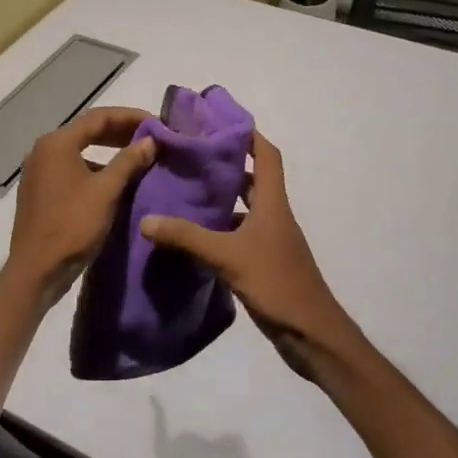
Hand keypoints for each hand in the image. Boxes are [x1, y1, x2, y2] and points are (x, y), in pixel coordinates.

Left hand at [5, 107, 155, 304]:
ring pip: (80, 151)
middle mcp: (43, 151)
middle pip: (88, 131)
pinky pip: (72, 170)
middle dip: (121, 133)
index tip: (157, 123)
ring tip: (138, 158)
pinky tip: (115, 182)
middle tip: (151, 138)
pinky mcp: (40, 192)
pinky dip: (95, 169)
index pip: (99, 117)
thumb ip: (129, 161)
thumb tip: (151, 140)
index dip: (130, 117)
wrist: (36, 270)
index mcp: (57, 143)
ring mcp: (39, 172)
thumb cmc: (72, 225)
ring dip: (109, 152)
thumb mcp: (106, 191)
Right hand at [140, 133, 371, 386]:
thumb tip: (146, 219)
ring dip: (220, 199)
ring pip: (244, 209)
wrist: (311, 334)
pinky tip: (193, 236)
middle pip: (252, 179)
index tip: (218, 123)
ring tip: (183, 192)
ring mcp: (271, 240)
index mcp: (273, 203)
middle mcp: (274, 215)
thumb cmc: (276, 283)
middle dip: (225, 166)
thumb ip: (187, 237)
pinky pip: (239, 235)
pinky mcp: (264, 263)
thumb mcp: (227, 257)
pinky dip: (219, 230)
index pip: (266, 155)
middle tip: (188, 158)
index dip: (248, 135)